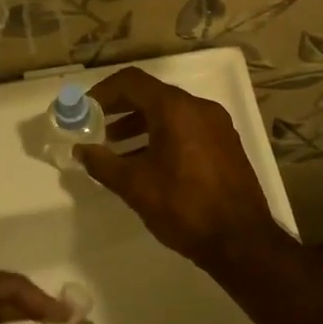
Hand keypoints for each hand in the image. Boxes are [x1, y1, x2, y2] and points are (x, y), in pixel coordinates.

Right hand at [76, 67, 285, 273]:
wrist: (241, 241)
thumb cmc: (184, 207)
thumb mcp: (135, 186)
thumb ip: (103, 163)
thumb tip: (81, 150)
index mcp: (176, 109)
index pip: (131, 82)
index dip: (103, 92)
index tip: (84, 111)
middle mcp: (199, 108)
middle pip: (152, 94)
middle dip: (120, 109)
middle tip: (95, 128)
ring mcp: (217, 125)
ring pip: (171, 113)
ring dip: (140, 124)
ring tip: (116, 149)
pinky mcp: (226, 145)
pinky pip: (188, 128)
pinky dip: (163, 135)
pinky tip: (148, 162)